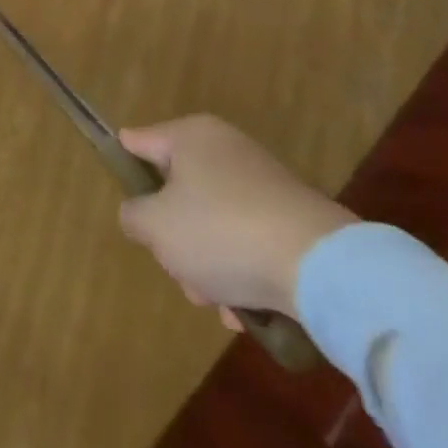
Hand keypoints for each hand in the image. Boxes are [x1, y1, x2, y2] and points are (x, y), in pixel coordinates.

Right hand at [114, 115, 356, 324]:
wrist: (323, 269)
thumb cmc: (222, 232)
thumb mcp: (155, 226)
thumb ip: (133, 216)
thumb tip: (140, 215)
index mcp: (190, 136)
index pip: (138, 142)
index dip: (124, 169)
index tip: (125, 202)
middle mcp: (227, 151)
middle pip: (177, 193)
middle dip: (174, 238)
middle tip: (178, 269)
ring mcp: (264, 186)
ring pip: (213, 224)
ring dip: (207, 264)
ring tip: (217, 301)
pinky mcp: (295, 223)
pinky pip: (250, 243)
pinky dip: (243, 273)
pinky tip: (245, 310)